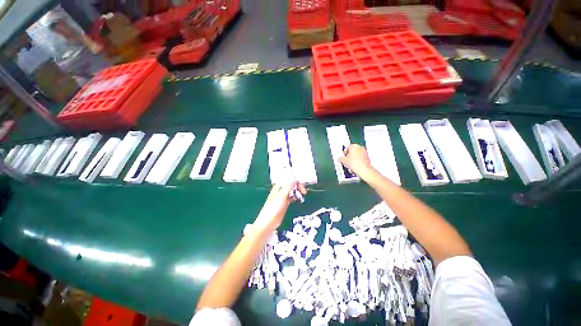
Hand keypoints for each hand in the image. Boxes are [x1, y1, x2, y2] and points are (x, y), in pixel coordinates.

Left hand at [253, 182, 306, 231]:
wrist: (268, 223)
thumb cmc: (273, 208)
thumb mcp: (281, 196)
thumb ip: (288, 187)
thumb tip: (294, 179)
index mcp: (278, 186)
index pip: (289, 179)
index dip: (296, 181)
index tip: (303, 185)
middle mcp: (281, 190)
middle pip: (291, 184)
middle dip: (298, 186)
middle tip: (304, 191)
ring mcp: (283, 197)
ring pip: (292, 190)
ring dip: (298, 191)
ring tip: (303, 194)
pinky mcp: (285, 203)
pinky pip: (292, 197)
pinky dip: (296, 196)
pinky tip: (299, 198)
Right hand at [339, 144, 373, 176]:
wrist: (363, 169)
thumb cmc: (355, 163)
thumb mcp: (344, 161)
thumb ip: (341, 158)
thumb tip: (340, 159)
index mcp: (354, 146)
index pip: (347, 147)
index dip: (344, 152)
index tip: (343, 156)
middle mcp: (360, 147)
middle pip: (353, 150)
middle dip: (349, 154)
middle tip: (346, 159)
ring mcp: (364, 152)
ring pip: (357, 153)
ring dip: (354, 157)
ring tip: (350, 163)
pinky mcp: (367, 157)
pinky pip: (361, 157)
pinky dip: (358, 160)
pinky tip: (355, 165)